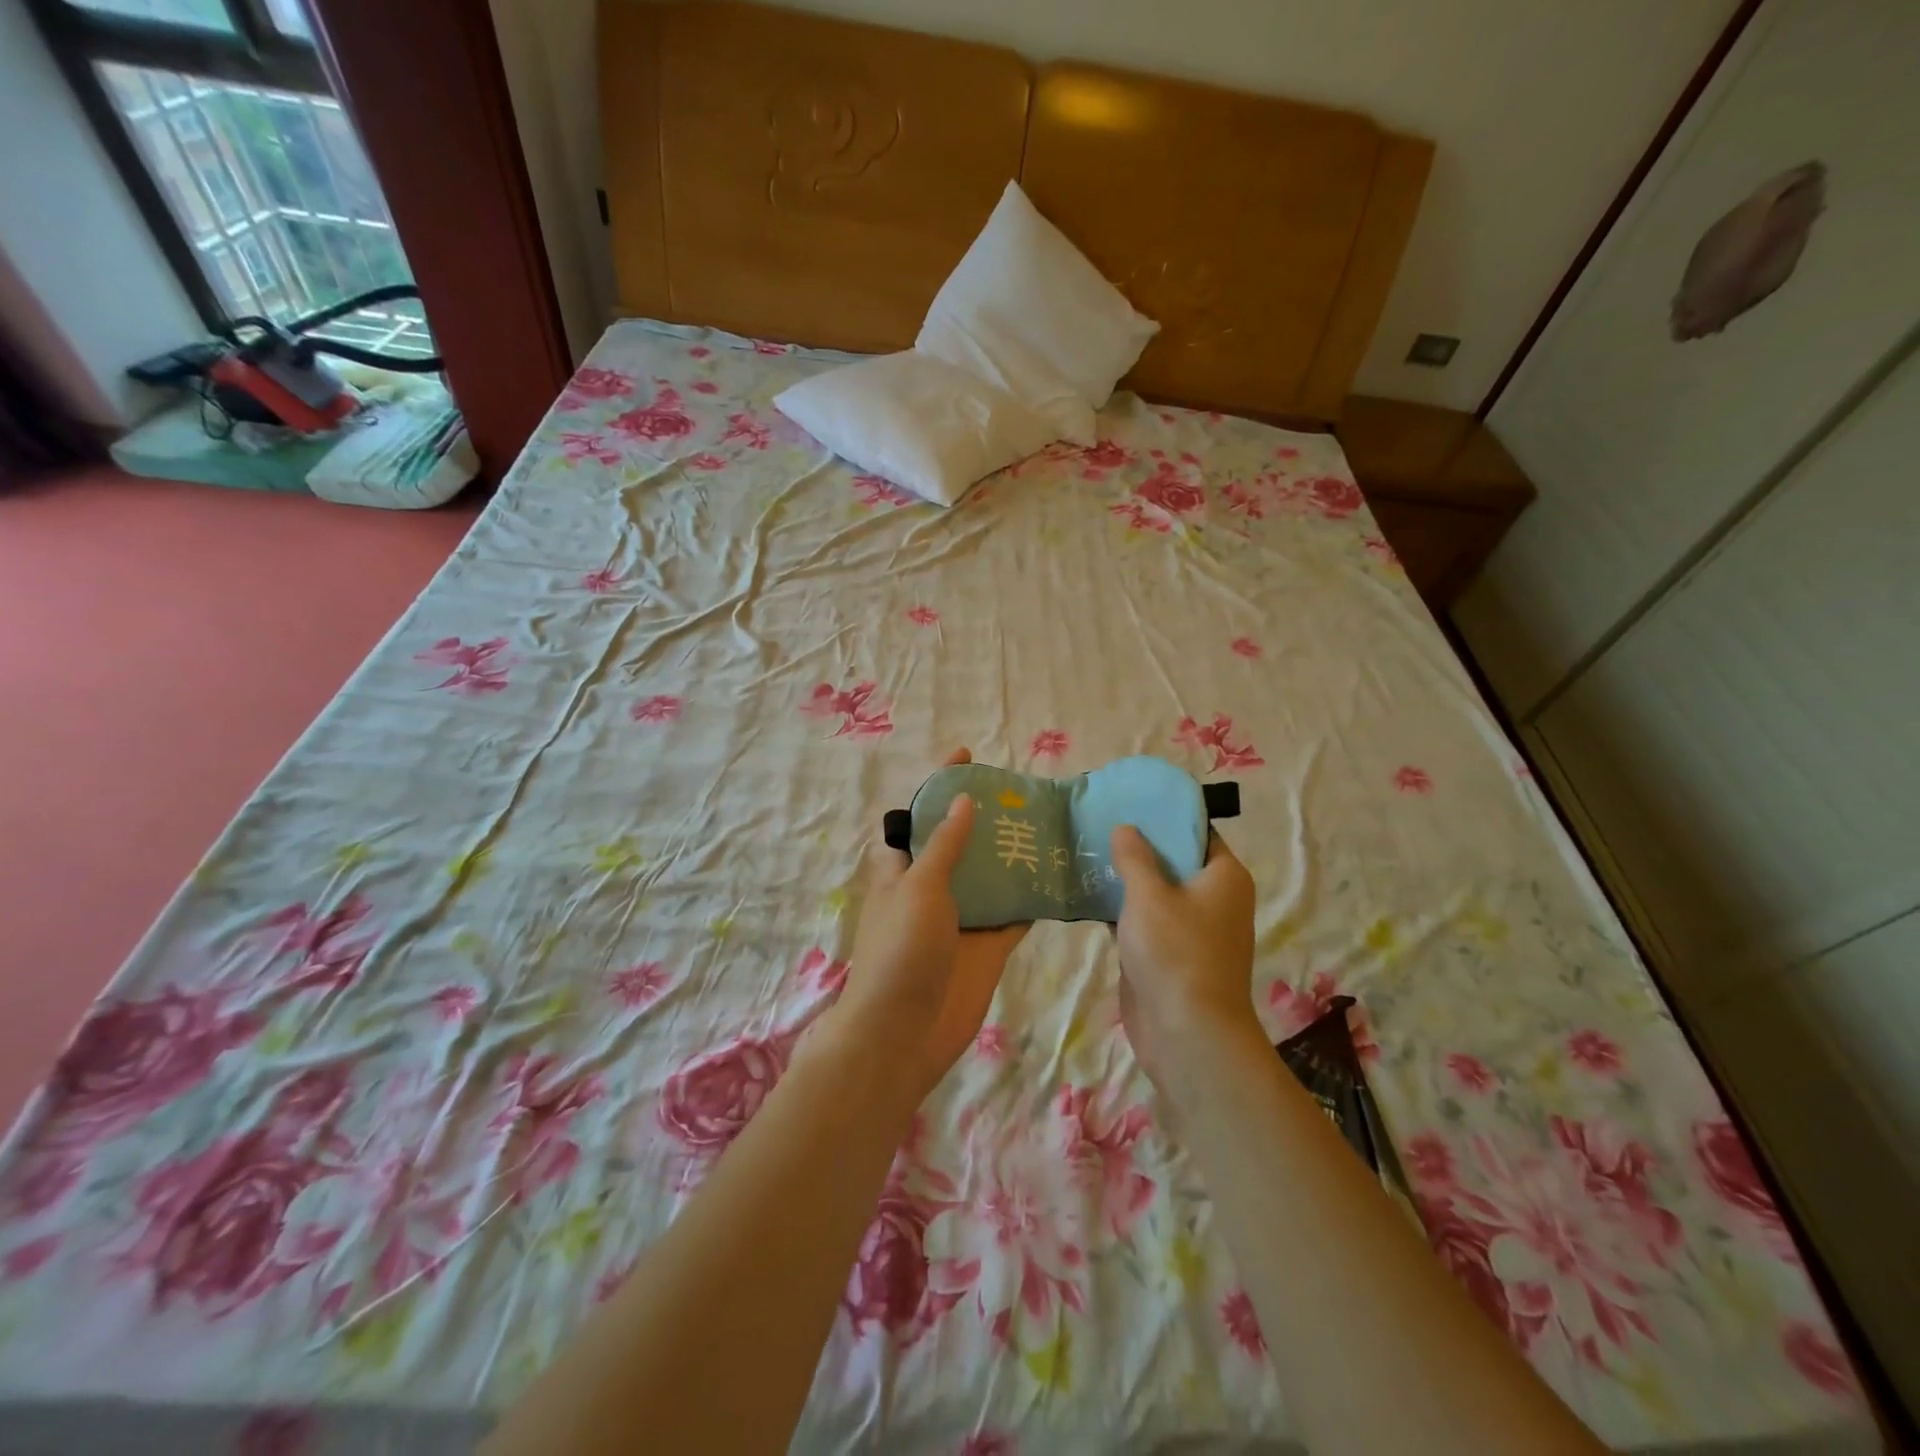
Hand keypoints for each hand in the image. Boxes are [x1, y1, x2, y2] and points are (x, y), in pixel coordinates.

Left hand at [836, 749, 1029, 1099]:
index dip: (940, 786)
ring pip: (991, 878)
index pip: (921, 816)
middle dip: (986, 819)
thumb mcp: (919, 887)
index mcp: (903, 869)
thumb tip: (962, 800)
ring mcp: (962, 919)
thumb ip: (945, 845)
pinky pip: (1014, 915)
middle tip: (1022, 792)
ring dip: (1013, 856)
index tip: (966, 756)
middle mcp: (932, 889)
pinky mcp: (988, 947)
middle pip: (961, 844)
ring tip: (1049, 824)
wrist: (906, 1032)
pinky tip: (1059, 876)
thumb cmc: (902, 949)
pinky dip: (1032, 898)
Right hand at [1109, 825, 1261, 1087]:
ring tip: (1087, 852)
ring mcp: (1191, 929)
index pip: (1197, 832)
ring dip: (1127, 879)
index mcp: (1224, 876)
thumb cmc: (1175, 952)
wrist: (1187, 1033)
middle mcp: (1214, 898)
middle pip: (1174, 860)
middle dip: (1139, 846)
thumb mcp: (1149, 895)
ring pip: (1157, 892)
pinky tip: (1088, 895)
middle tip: (1099, 823)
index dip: (1165, 816)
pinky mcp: (1169, 954)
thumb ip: (1134, 857)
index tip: (1130, 802)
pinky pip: (1145, 920)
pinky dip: (1123, 909)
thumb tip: (1126, 827)